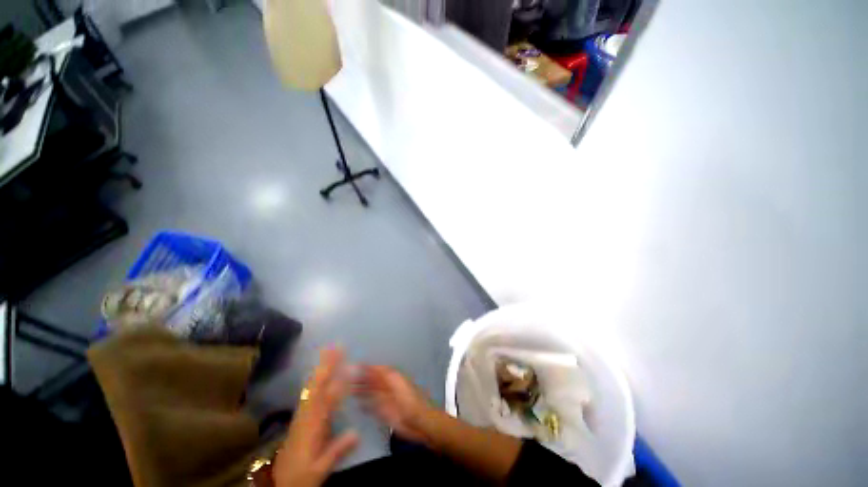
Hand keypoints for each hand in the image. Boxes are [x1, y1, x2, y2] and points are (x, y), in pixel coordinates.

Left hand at [273, 348, 357, 486]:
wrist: (281, 486)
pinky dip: (316, 379)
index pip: (325, 398)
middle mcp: (305, 417)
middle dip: (326, 365)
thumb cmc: (301, 478)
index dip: (336, 379)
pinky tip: (321, 373)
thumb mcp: (318, 471)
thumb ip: (336, 451)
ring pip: (311, 387)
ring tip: (330, 352)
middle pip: (316, 386)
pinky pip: (310, 393)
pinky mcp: (302, 418)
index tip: (347, 362)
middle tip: (336, 345)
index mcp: (310, 428)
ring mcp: (302, 416)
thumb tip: (357, 431)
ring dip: (321, 368)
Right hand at [354, 365, 432, 443]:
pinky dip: (365, 405)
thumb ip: (386, 375)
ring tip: (347, 389)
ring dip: (361, 390)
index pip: (378, 370)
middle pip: (373, 381)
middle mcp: (388, 387)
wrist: (419, 422)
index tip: (355, 365)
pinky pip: (372, 407)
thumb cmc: (410, 400)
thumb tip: (373, 366)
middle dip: (361, 378)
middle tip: (346, 378)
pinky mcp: (384, 413)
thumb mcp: (398, 384)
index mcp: (393, 378)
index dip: (368, 367)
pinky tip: (357, 405)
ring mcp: (385, 400)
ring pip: (371, 393)